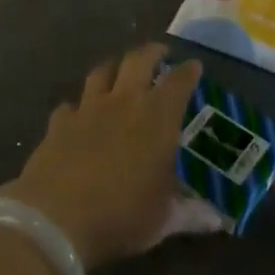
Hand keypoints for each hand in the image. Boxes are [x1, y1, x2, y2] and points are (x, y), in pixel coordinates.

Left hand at [3, 44, 223, 269]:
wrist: (56, 219)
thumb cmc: (121, 215)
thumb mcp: (162, 219)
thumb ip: (190, 214)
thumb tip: (218, 222)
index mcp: (157, 118)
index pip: (178, 82)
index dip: (188, 72)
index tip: (194, 66)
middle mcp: (124, 102)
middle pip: (138, 60)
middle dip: (151, 52)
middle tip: (159, 53)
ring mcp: (87, 109)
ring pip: (101, 73)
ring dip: (113, 68)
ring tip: (119, 71)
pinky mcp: (58, 123)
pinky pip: (70, 106)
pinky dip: (78, 107)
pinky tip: (78, 116)